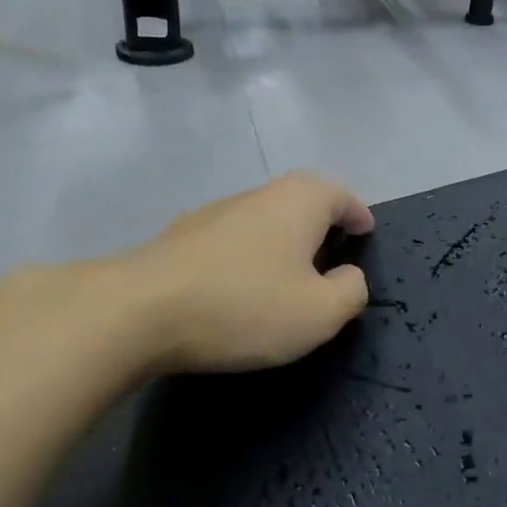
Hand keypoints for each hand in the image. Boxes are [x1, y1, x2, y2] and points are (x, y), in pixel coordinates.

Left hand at [122, 172, 373, 372]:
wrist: (140, 311)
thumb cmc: (245, 306)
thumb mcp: (319, 313)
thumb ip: (350, 292)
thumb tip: (349, 276)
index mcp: (298, 202)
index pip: (340, 194)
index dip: (357, 213)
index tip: (366, 232)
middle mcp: (258, 195)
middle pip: (300, 199)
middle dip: (320, 222)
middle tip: (333, 251)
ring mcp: (214, 212)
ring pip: (263, 217)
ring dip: (282, 237)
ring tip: (289, 272)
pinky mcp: (181, 237)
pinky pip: (232, 238)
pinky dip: (249, 253)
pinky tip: (242, 284)